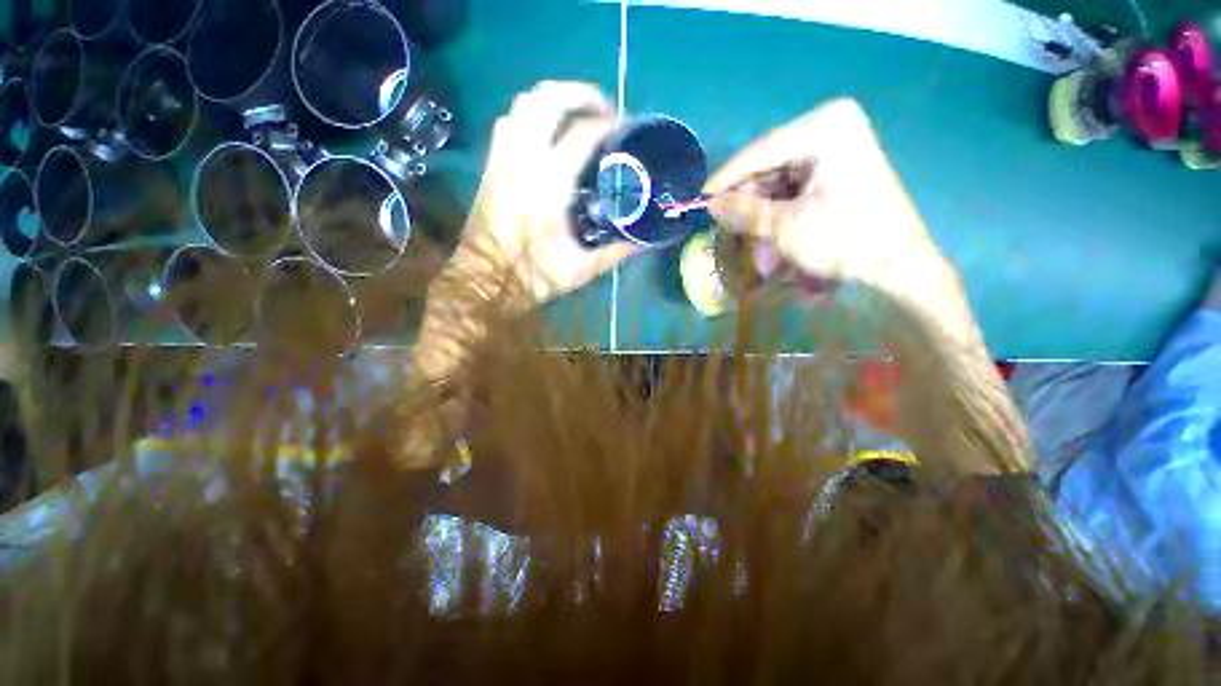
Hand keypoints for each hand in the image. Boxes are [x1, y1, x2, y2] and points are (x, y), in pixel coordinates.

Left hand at [451, 81, 639, 306]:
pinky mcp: (490, 166)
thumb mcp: (581, 270)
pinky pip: (508, 121)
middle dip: (581, 93)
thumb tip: (644, 241)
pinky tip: (543, 133)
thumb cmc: (533, 277)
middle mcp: (524, 160)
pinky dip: (529, 115)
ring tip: (576, 114)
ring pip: (524, 103)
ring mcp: (503, 159)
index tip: (627, 127)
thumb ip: (615, 253)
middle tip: (603, 109)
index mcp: (551, 185)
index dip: (609, 123)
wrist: (485, 281)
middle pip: (549, 98)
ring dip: (554, 99)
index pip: (583, 133)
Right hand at [704, 98, 941, 294]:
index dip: (727, 177)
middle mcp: (833, 127)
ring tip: (760, 253)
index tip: (701, 197)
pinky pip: (795, 189)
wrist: (900, 266)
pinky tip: (775, 241)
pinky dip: (780, 214)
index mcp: (826, 127)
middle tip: (730, 230)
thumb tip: (710, 204)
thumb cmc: (845, 241)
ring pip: (780, 181)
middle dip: (750, 204)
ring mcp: (838, 147)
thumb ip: (744, 211)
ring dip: (764, 216)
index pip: (762, 151)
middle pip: (770, 167)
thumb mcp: (785, 227)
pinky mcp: (839, 168)